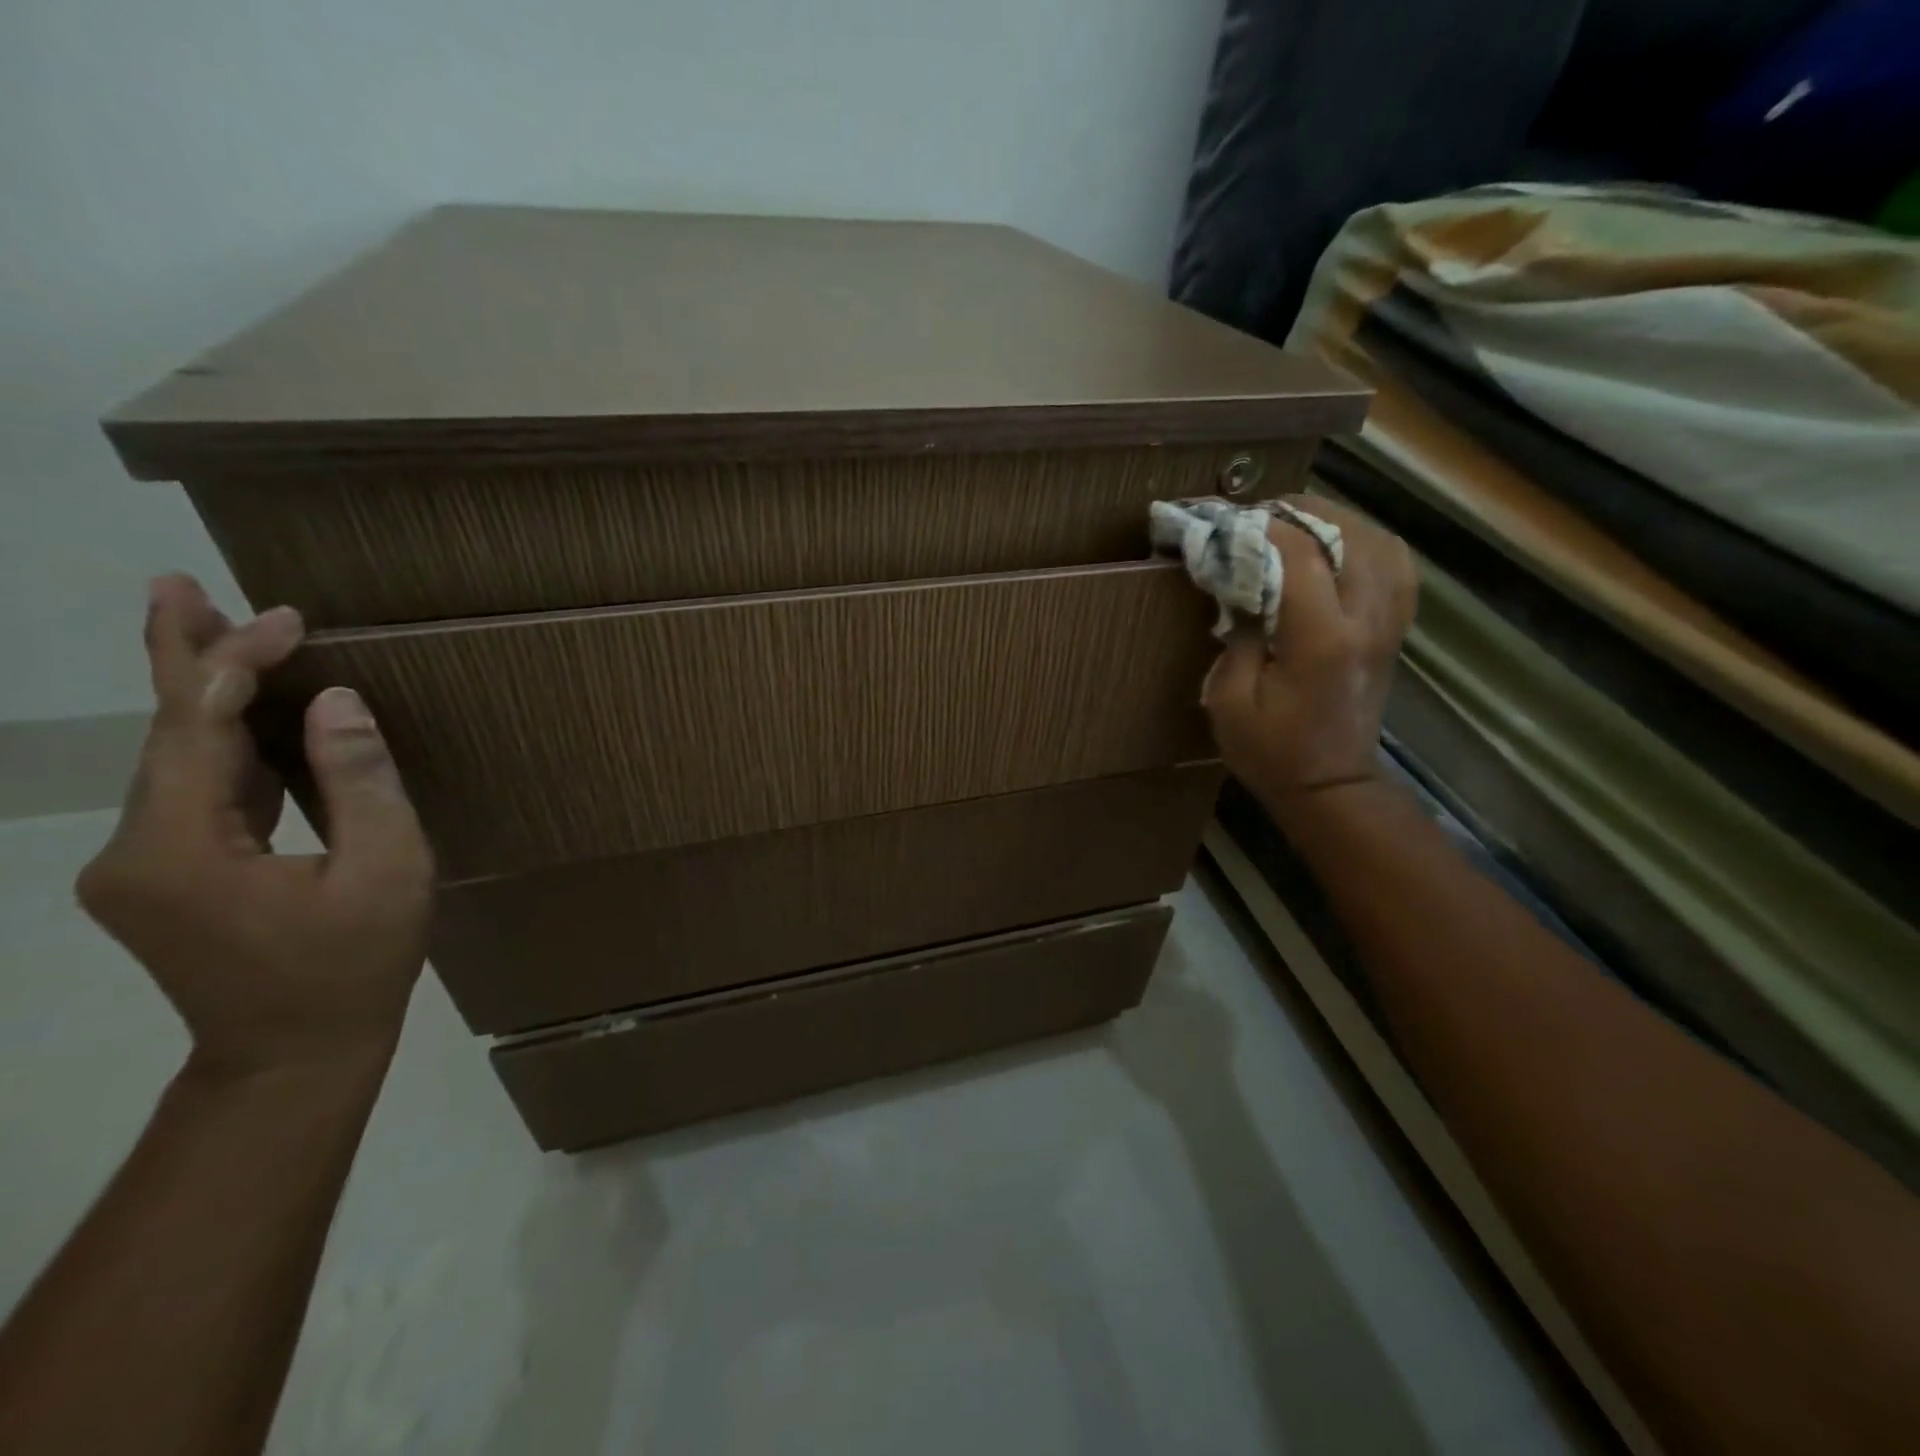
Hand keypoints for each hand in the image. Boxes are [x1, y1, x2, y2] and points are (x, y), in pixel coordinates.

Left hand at [76, 575, 434, 1076]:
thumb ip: (360, 783)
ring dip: (206, 697)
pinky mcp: (165, 876)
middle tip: (180, 587)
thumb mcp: (385, 871)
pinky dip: (220, 745)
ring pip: (176, 760)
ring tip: (220, 631)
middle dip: (188, 659)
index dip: (235, 664)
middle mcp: (134, 850)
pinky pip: (193, 793)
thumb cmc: (353, 965)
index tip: (285, 617)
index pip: (197, 730)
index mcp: (180, 849)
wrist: (292, 1055)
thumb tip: (338, 702)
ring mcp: (142, 866)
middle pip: (167, 735)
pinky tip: (245, 717)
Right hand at [1202, 495, 1417, 808]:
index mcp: (1320, 638)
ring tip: (1298, 522)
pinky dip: (1369, 545)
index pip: (1300, 554)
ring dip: (1339, 522)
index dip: (1262, 526)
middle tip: (1262, 511)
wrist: (1330, 786)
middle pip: (1351, 536)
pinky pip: (1397, 568)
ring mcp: (1388, 625)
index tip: (1227, 520)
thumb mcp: (1229, 700)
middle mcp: (1365, 621)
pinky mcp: (1393, 632)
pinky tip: (1340, 547)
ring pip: (1382, 544)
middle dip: (1303, 511)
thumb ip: (1237, 637)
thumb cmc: (1270, 751)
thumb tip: (1242, 591)